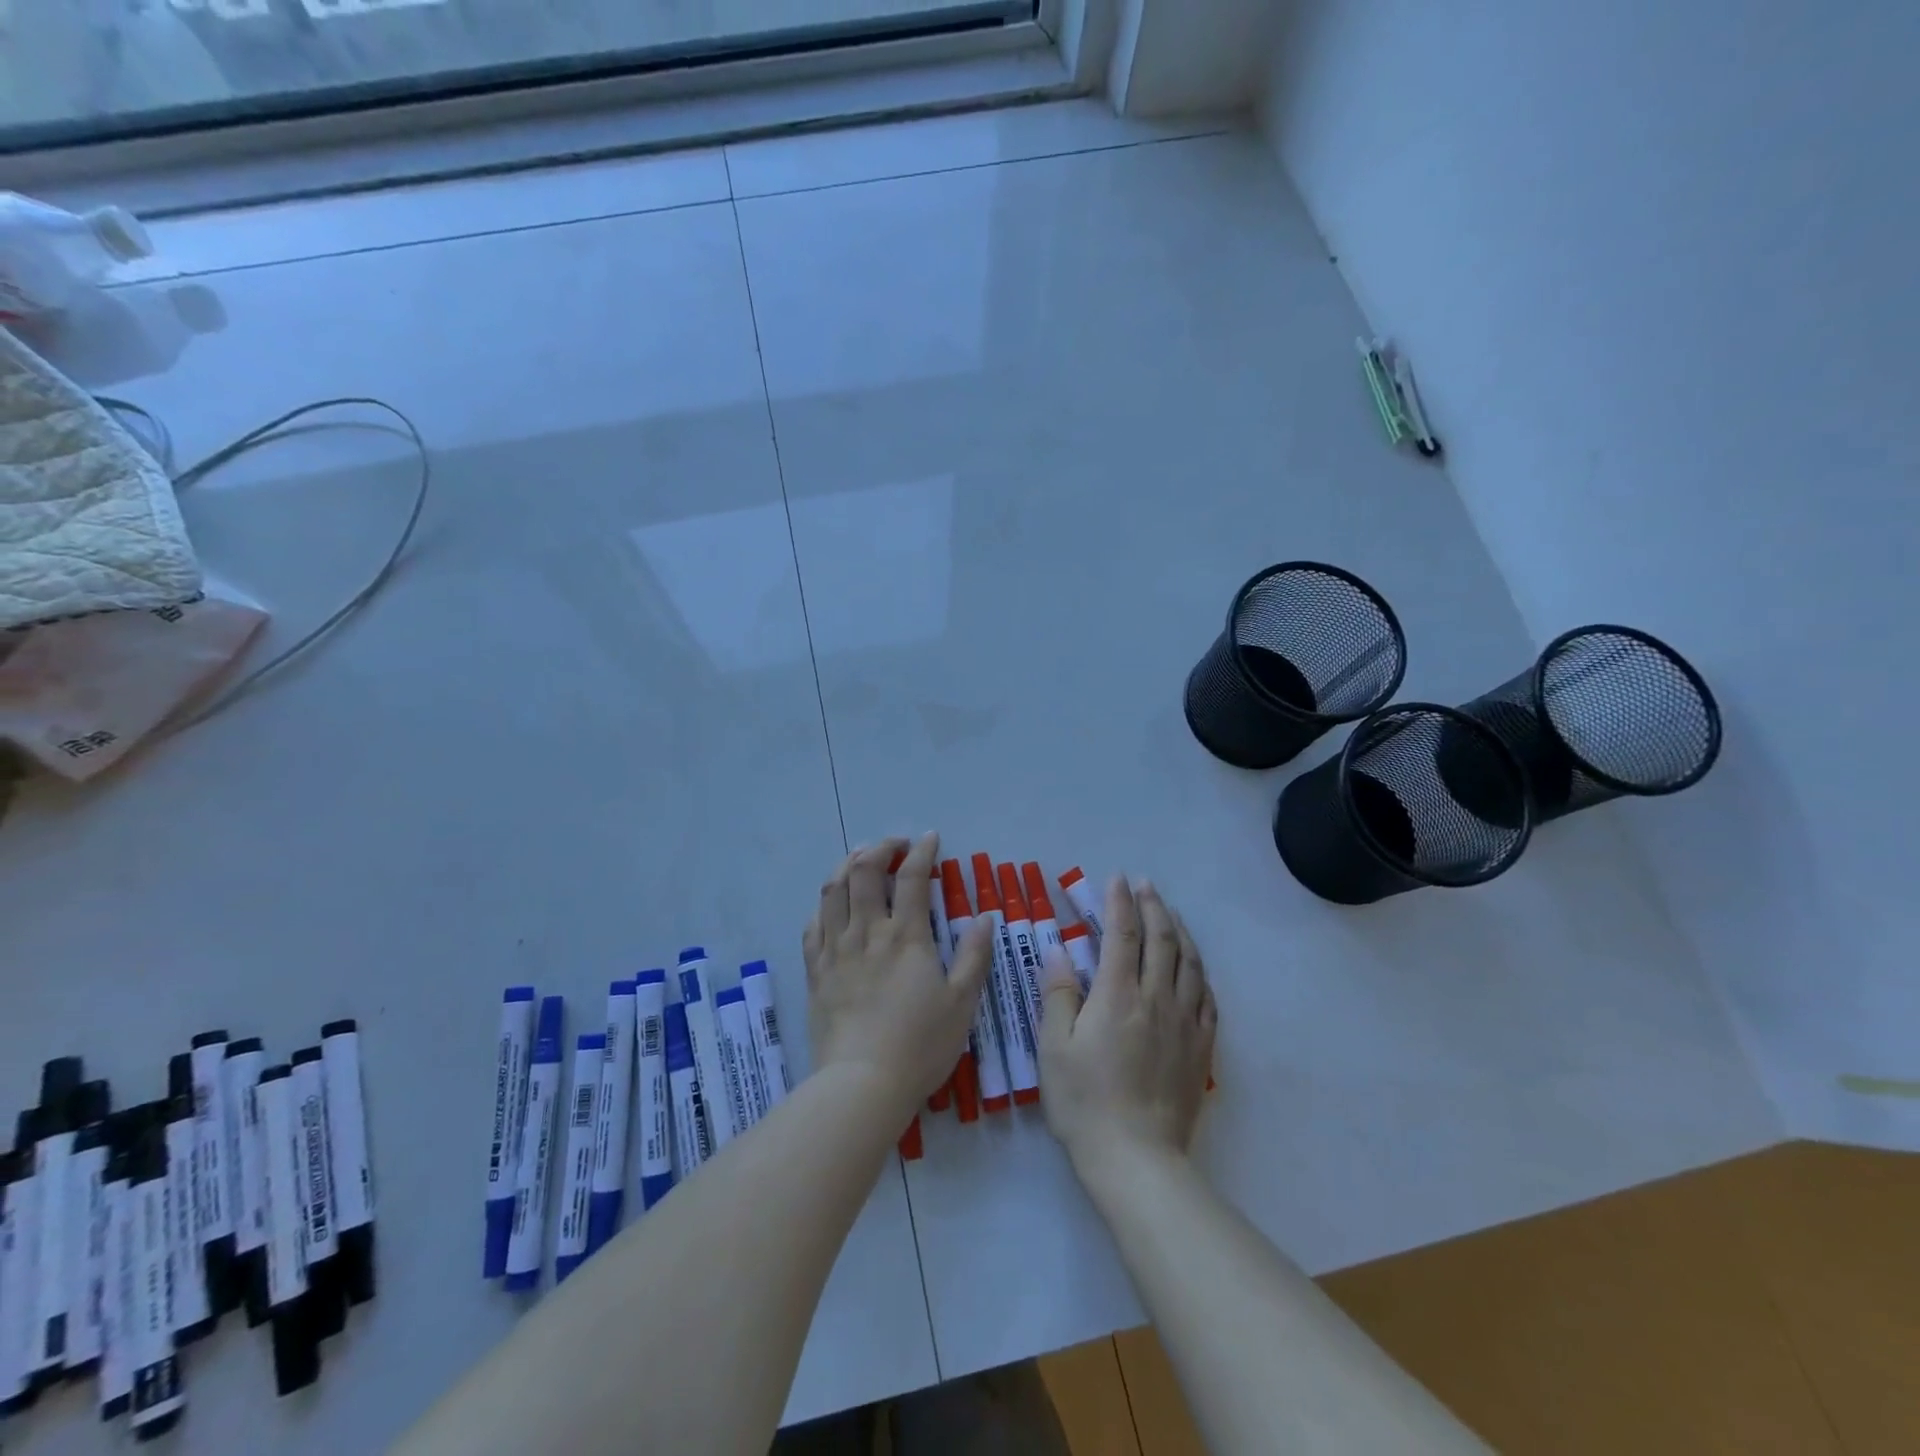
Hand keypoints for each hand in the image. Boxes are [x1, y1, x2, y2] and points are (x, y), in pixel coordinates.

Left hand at [804, 833, 992, 1119]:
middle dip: (880, 848)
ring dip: (847, 864)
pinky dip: (824, 904)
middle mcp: (867, 932)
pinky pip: (813, 925)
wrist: (862, 1084)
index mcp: (906, 936)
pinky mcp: (815, 971)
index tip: (930, 838)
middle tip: (895, 846)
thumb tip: (985, 917)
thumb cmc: (920, 1045)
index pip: (912, 877)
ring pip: (834, 890)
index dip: (922, 852)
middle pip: (864, 872)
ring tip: (860, 858)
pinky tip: (832, 904)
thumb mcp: (962, 1003)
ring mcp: (836, 950)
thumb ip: (975, 956)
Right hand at [1038, 878, 1215, 1172]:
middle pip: (1161, 940)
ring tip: (1171, 913)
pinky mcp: (1201, 1048)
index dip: (1119, 902)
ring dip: (1180, 931)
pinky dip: (1200, 971)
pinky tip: (1194, 967)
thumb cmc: (1085, 1102)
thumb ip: (1057, 995)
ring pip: (1189, 963)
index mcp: (1117, 996)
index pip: (1121, 934)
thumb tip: (1059, 951)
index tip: (1117, 878)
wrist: (1137, 1159)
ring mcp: (1185, 1023)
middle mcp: (1156, 999)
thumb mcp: (1053, 1048)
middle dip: (1153, 906)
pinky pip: (1207, 997)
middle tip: (1146, 885)